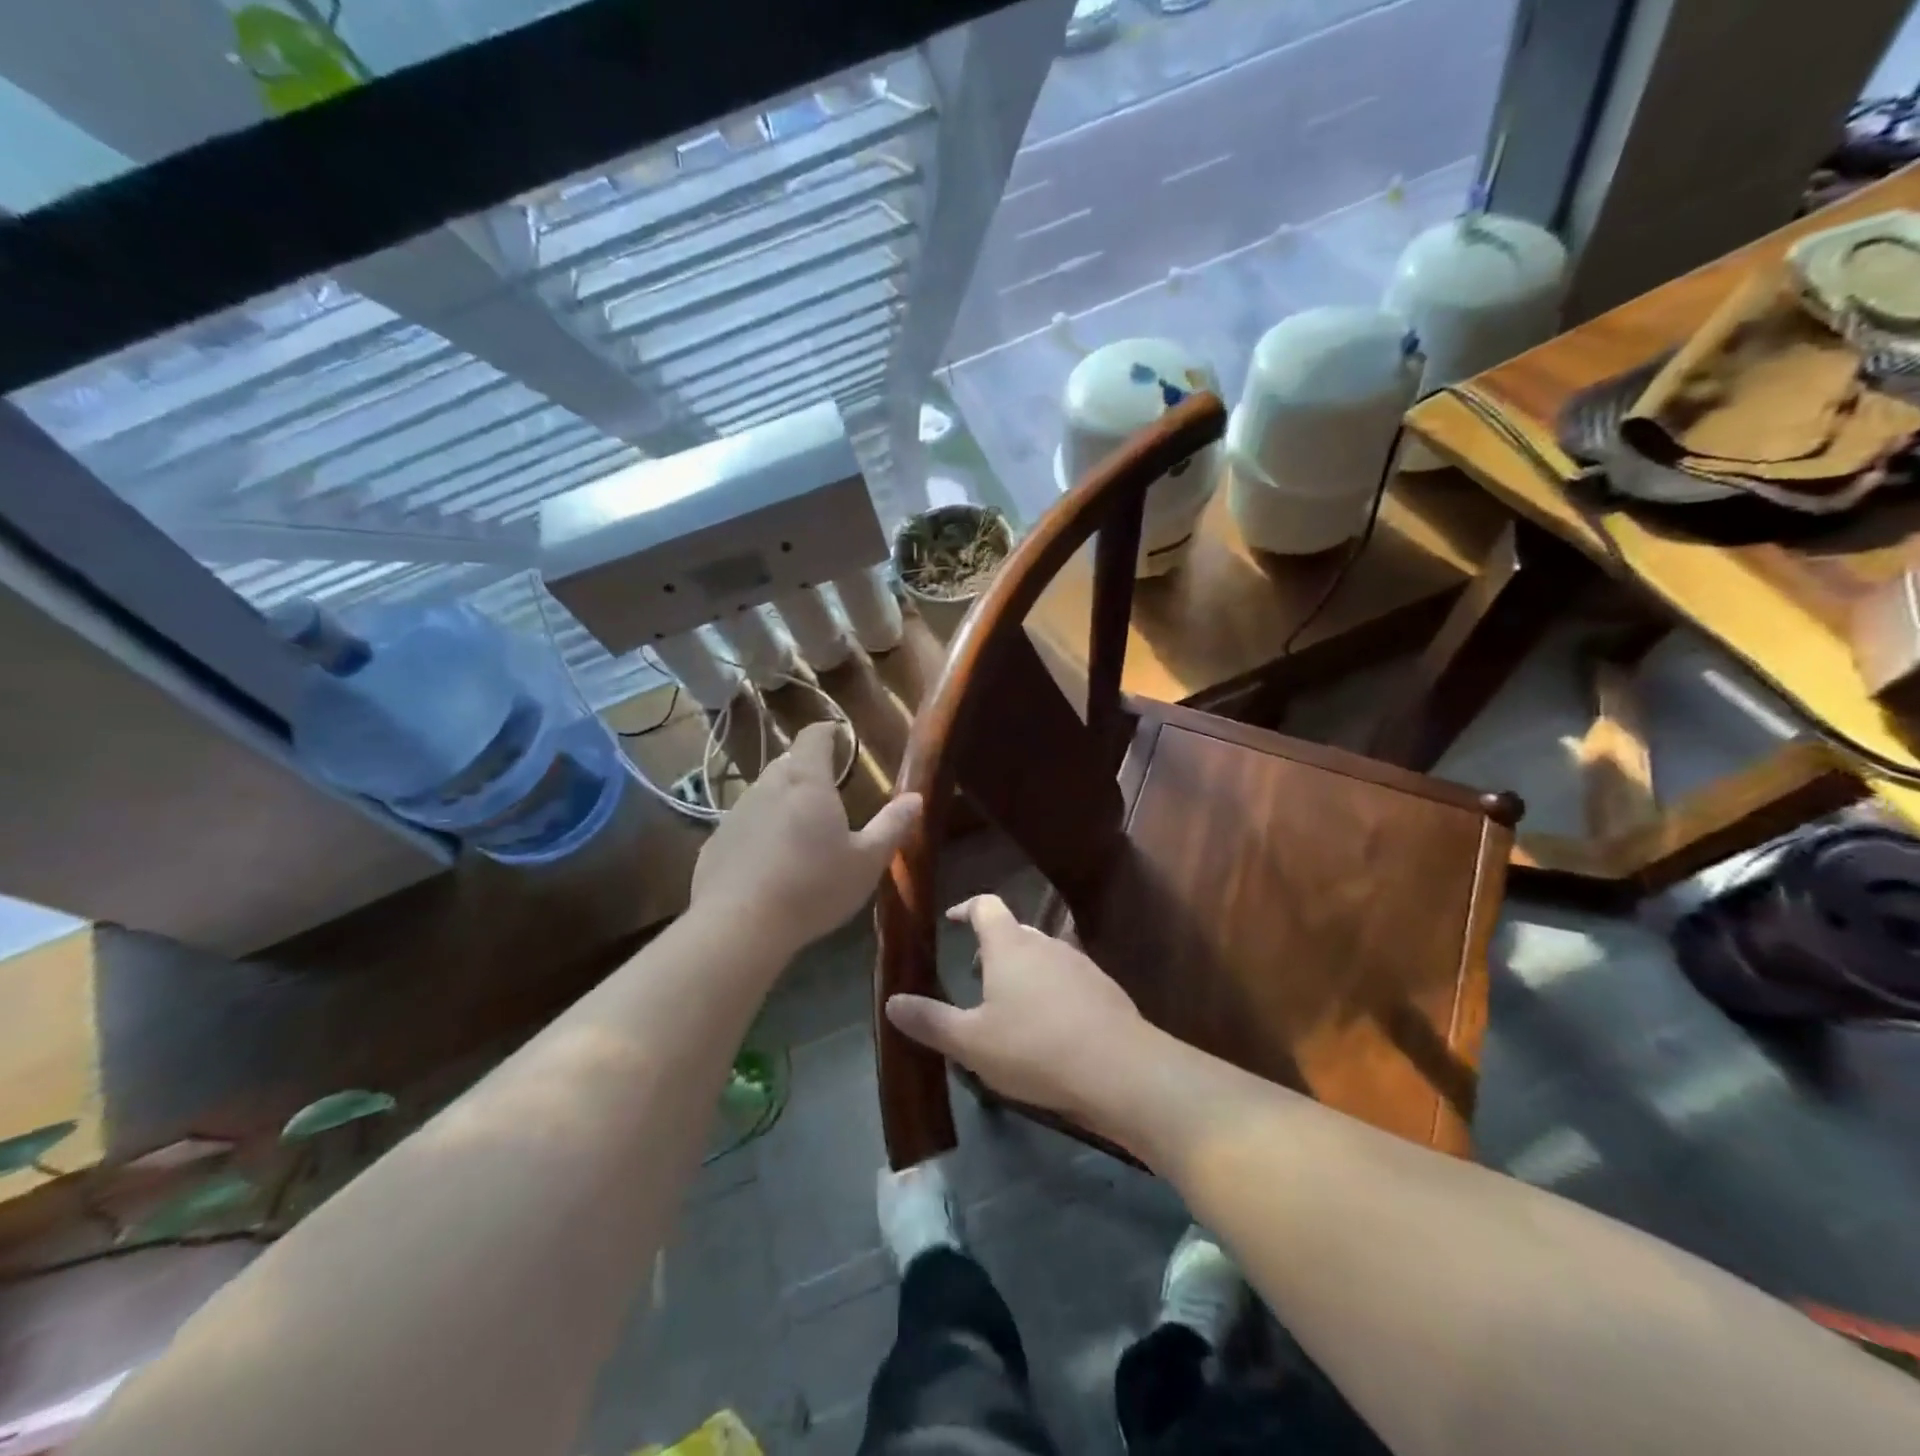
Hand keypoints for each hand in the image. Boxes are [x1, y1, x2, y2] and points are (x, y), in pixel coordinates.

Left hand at [691, 721, 920, 955]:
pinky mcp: (716, 842)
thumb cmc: (813, 887)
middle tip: (826, 788)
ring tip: (799, 827)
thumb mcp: (866, 862)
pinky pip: (743, 824)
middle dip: (806, 767)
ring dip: (781, 800)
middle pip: (787, 762)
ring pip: (763, 792)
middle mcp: (768, 786)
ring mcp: (737, 813)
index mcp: (808, 782)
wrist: (739, 926)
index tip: (838, 736)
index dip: (827, 732)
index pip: (813, 738)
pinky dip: (759, 830)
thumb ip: (892, 826)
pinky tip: (768, 860)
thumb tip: (915, 798)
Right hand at [885, 894, 1147, 1119]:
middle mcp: (1045, 944)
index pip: (986, 906)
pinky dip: (1051, 990)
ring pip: (1042, 955)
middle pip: (1014, 931)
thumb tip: (891, 1002)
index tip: (953, 919)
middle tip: (976, 974)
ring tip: (1009, 1005)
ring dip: (1022, 970)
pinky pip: (1067, 978)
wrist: (1120, 1069)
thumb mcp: (972, 1043)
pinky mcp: (1104, 988)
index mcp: (1009, 946)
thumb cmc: (1035, 1048)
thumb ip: (931, 1021)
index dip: (967, 908)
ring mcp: (1079, 963)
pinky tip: (1049, 1027)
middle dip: (992, 947)